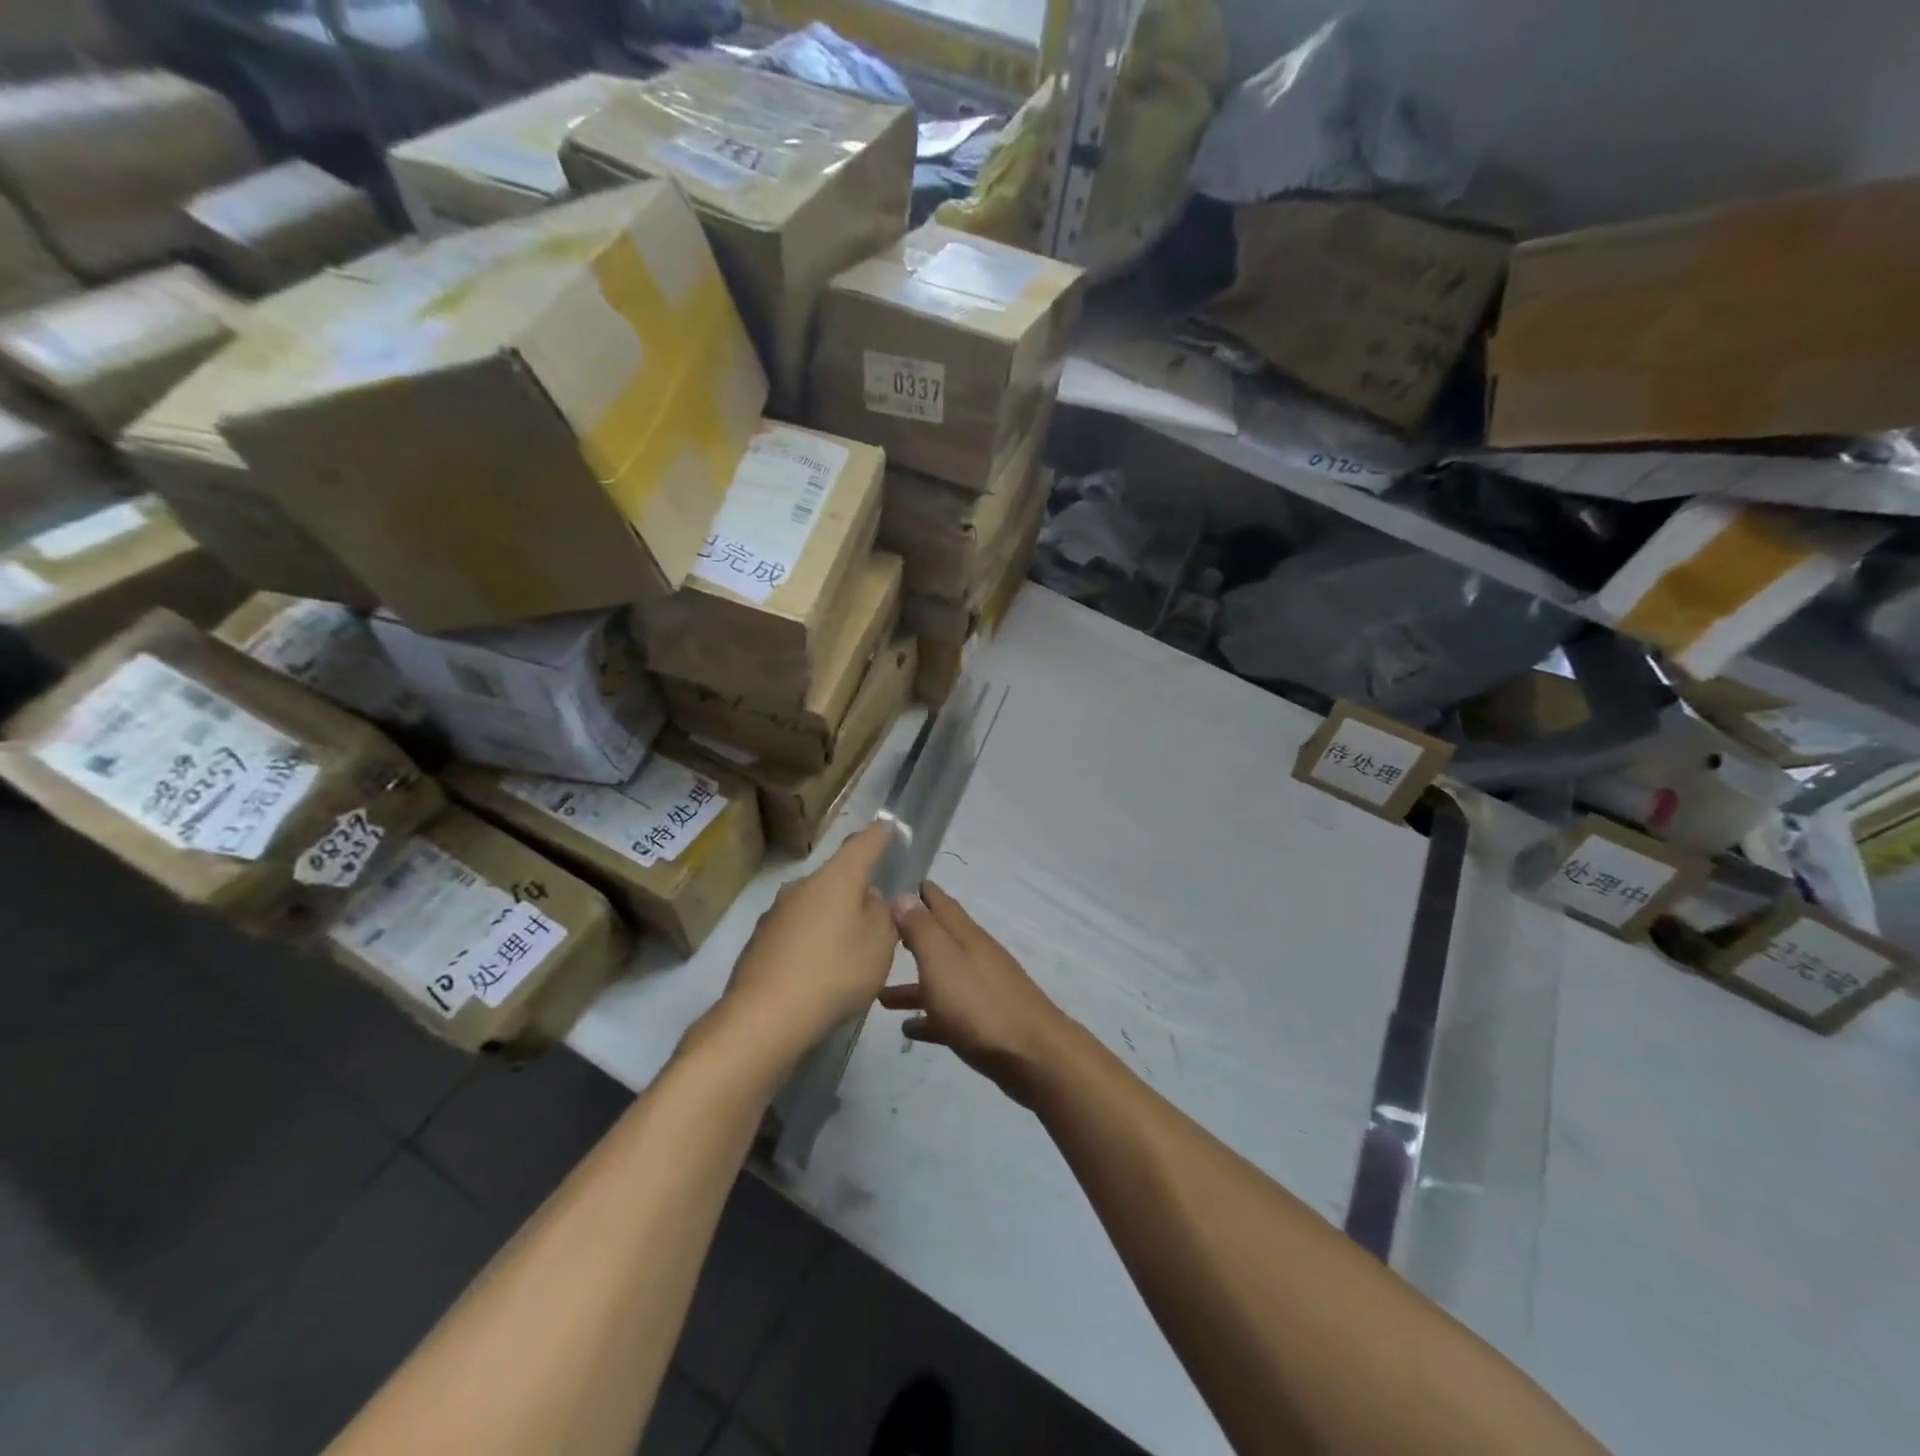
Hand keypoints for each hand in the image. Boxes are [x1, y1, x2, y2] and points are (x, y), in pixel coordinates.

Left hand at [719, 822, 899, 1062]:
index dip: (879, 835)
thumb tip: (871, 897)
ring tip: (849, 951)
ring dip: (834, 918)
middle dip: (857, 889)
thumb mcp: (879, 946)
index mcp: (836, 879)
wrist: (763, 1017)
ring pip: (816, 905)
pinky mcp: (760, 941)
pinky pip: (797, 931)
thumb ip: (883, 915)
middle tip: (877, 916)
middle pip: (837, 877)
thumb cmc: (834, 973)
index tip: (889, 826)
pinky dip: (813, 942)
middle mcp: (802, 886)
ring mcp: (776, 912)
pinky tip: (820, 971)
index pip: (862, 844)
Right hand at [881, 883, 1073, 1105]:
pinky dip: (928, 1017)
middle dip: (915, 936)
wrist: (1031, 1055)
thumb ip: (921, 929)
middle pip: (941, 942)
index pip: (943, 905)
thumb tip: (903, 895)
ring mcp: (982, 992)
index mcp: (966, 937)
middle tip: (884, 934)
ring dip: (913, 985)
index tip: (902, 883)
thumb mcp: (942, 960)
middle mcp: (975, 958)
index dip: (924, 893)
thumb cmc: (979, 1004)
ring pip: (941, 980)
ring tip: (880, 995)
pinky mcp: (984, 1024)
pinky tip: (909, 1028)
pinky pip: (948, 1014)